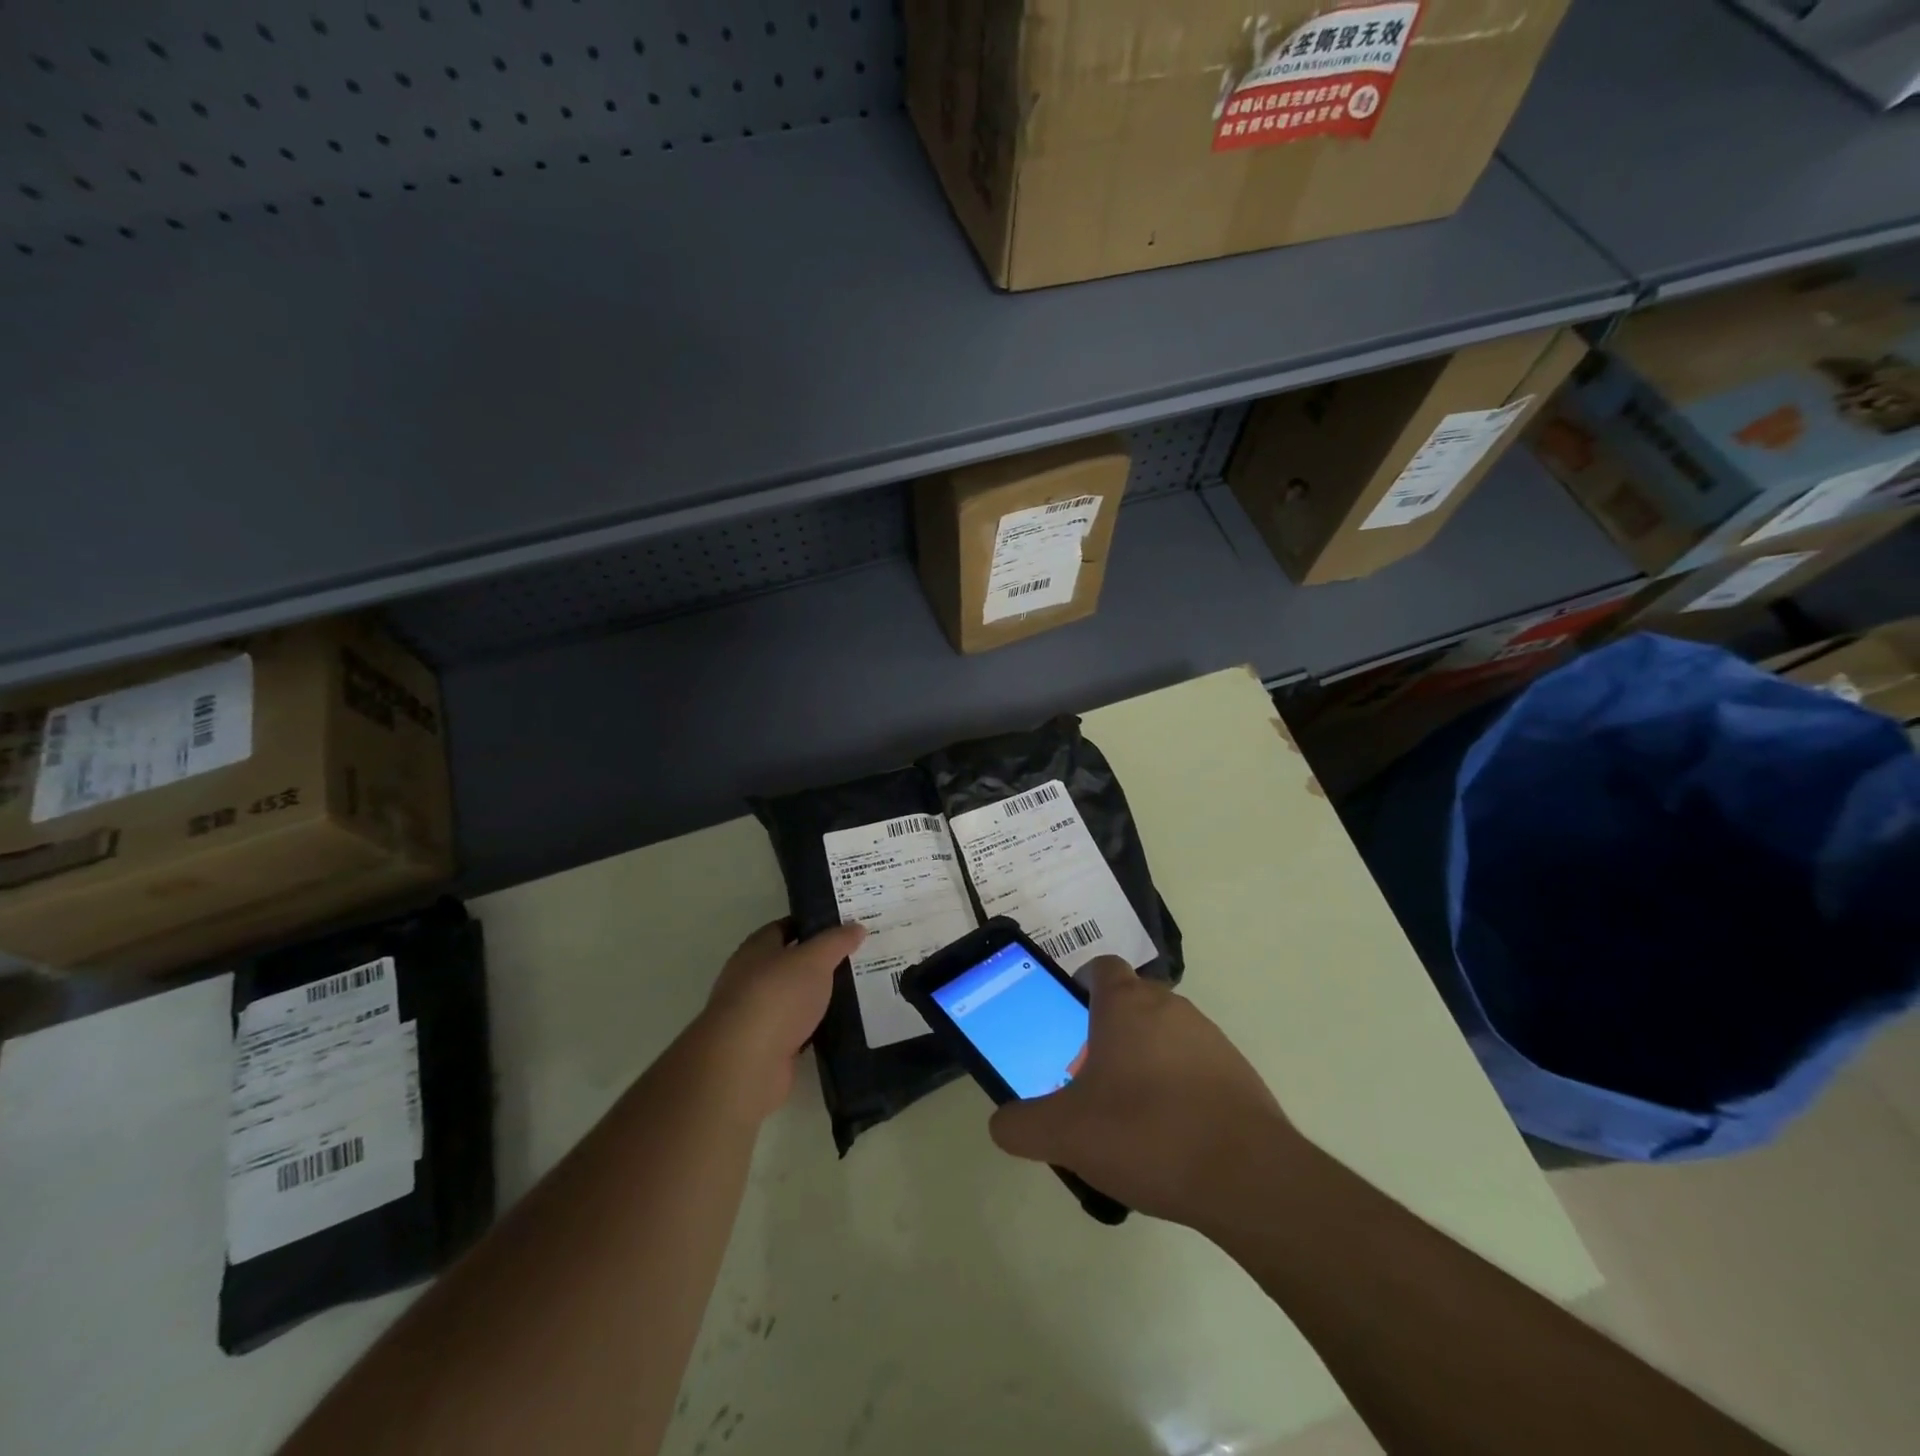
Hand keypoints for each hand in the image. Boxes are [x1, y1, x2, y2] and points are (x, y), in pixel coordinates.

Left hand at [699, 920, 865, 1121]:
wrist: (746, 1063)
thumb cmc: (776, 997)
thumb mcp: (813, 959)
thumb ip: (836, 942)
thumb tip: (856, 926)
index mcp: (755, 950)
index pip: (783, 928)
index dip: (811, 925)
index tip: (842, 925)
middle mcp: (751, 979)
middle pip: (790, 964)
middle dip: (820, 961)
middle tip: (858, 957)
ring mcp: (757, 1016)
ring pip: (795, 999)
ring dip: (819, 996)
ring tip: (858, 990)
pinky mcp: (766, 1048)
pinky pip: (798, 1030)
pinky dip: (816, 1027)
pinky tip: (842, 1025)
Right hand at [988, 957, 1300, 1230]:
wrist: (1248, 1178)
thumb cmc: (1145, 1133)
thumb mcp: (1064, 1134)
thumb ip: (1021, 1126)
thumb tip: (1001, 1124)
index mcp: (1125, 1004)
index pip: (1101, 967)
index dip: (1081, 985)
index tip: (1069, 1019)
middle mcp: (1169, 1007)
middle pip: (1131, 1003)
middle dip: (1107, 1032)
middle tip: (1088, 1079)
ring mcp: (1210, 1038)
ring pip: (1164, 1035)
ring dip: (1144, 1060)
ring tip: (1128, 1116)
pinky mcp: (1239, 1073)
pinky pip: (1195, 1067)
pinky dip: (1178, 1088)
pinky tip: (1169, 1138)